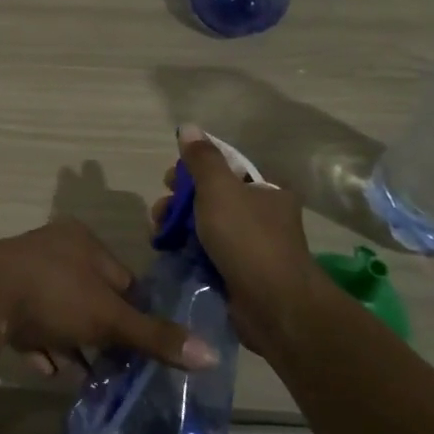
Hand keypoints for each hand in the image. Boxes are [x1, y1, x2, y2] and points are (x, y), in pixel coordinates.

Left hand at [0, 219, 218, 376]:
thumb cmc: (54, 295)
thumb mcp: (109, 318)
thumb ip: (154, 335)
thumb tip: (209, 354)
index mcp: (81, 240)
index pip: (122, 278)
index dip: (135, 314)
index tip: (142, 348)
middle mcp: (52, 247)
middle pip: (90, 295)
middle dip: (101, 332)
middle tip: (114, 366)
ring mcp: (22, 269)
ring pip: (59, 310)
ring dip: (72, 342)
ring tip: (85, 375)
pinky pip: (30, 322)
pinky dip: (43, 345)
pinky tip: (50, 369)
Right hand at [151, 125, 320, 349]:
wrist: (274, 306)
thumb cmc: (247, 239)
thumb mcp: (219, 189)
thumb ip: (201, 159)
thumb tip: (188, 127)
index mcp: (266, 190)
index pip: (225, 169)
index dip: (193, 170)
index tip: (169, 180)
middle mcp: (263, 215)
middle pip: (212, 198)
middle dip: (180, 201)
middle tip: (160, 211)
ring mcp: (253, 247)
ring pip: (207, 227)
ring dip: (179, 227)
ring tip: (158, 236)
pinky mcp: (241, 275)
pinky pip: (208, 255)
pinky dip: (189, 252)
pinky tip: (171, 254)